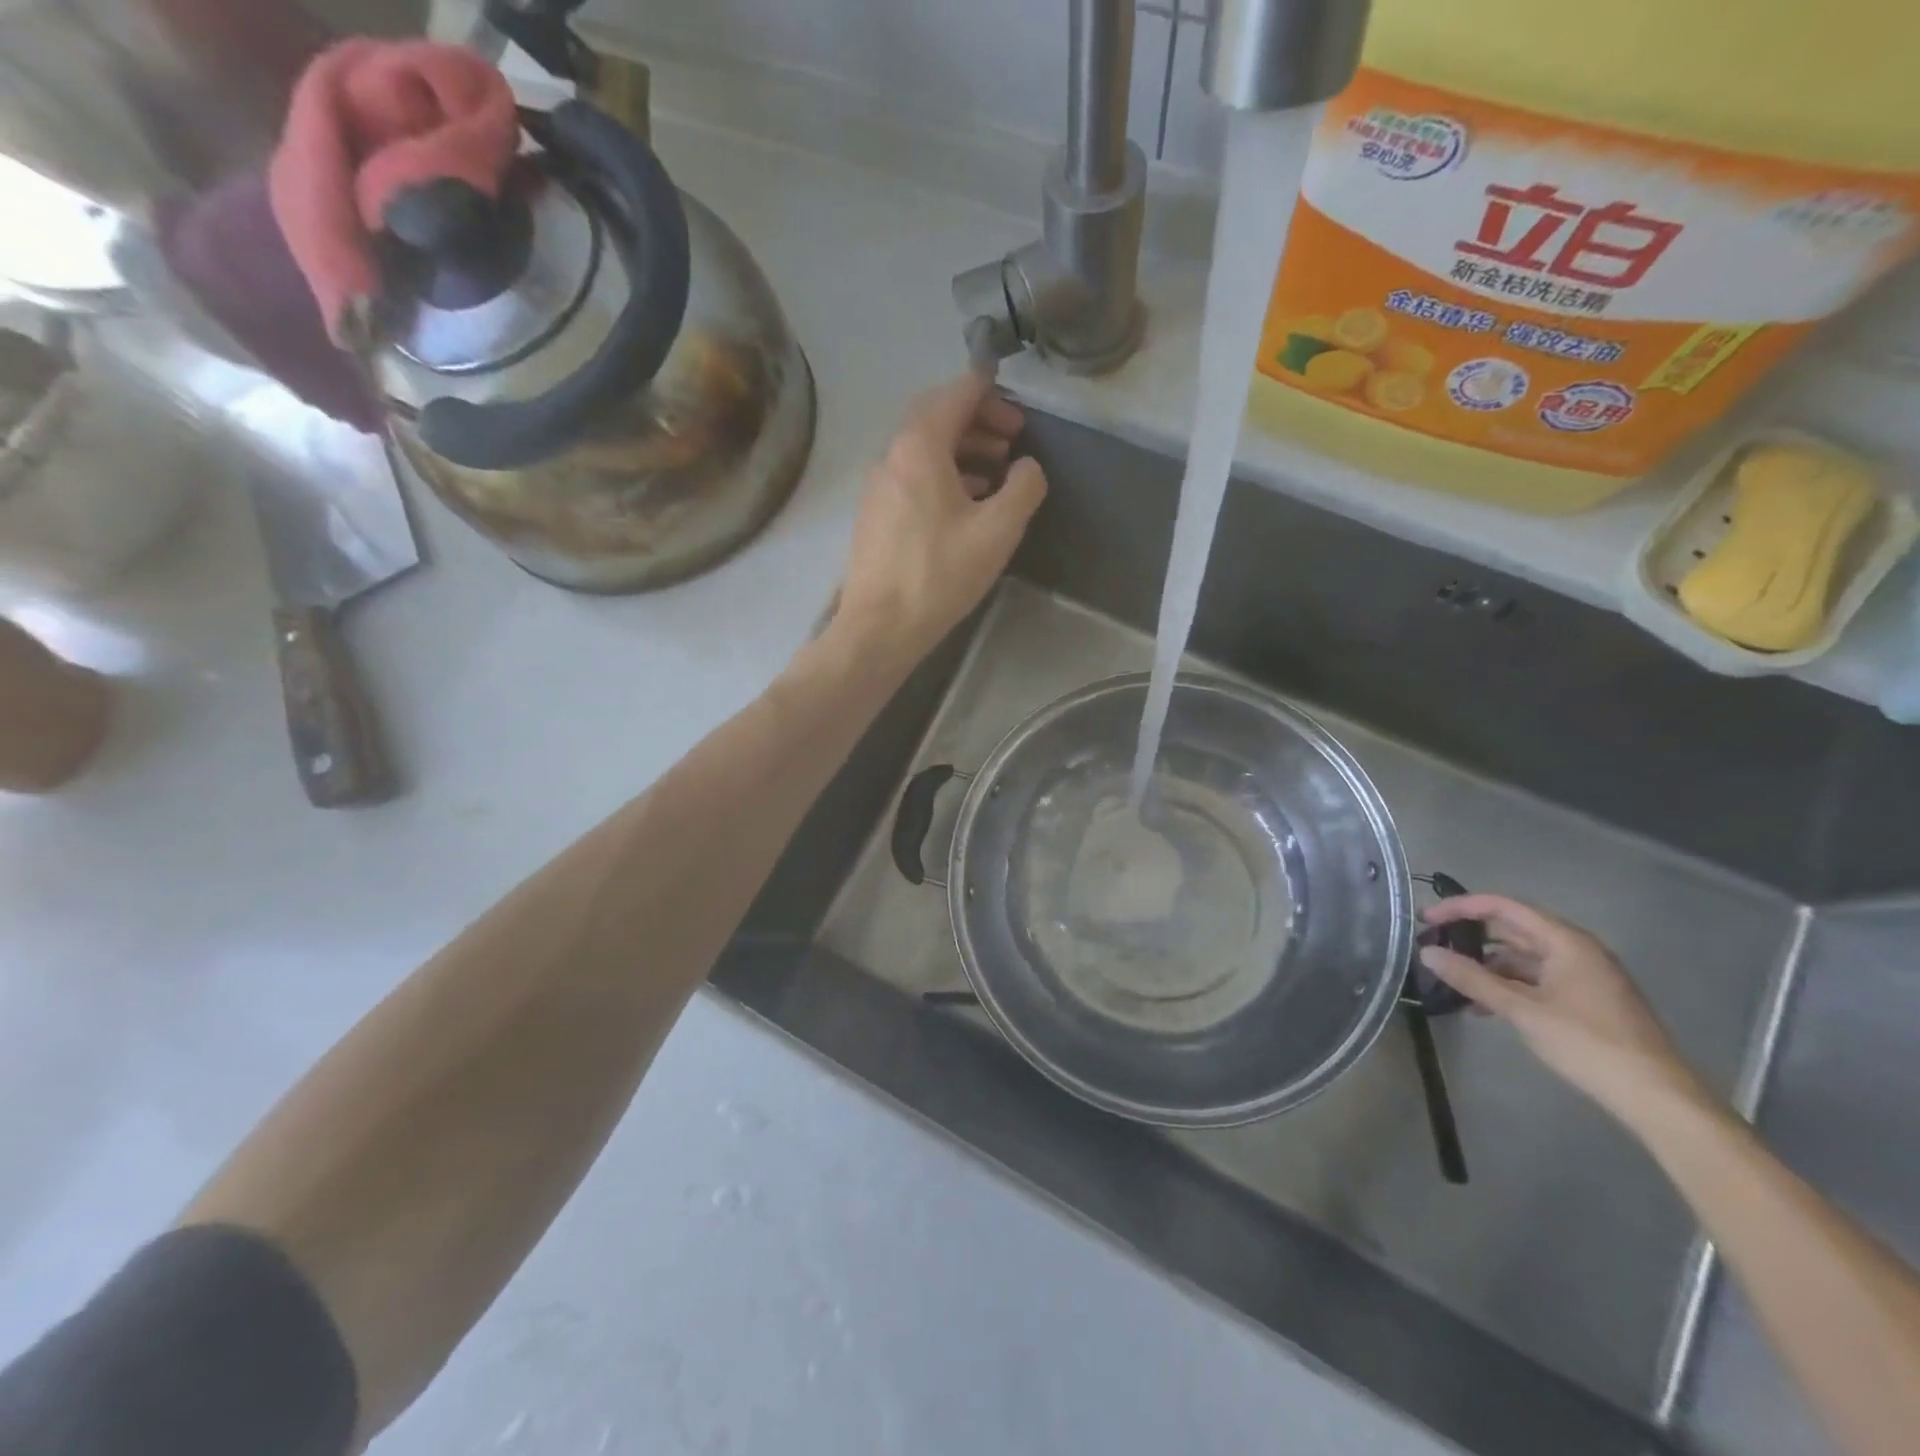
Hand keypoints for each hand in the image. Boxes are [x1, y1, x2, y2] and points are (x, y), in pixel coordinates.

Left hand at [832, 372, 1046, 665]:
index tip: (1019, 410)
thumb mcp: (998, 530)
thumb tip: (1027, 467)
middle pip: (937, 417)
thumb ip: (1023, 487)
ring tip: (997, 474)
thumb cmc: (941, 574)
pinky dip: (942, 474)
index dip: (991, 393)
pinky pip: (912, 476)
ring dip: (962, 450)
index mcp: (919, 446)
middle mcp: (891, 455)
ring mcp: (877, 485)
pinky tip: (965, 504)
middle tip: (1013, 441)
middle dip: (978, 421)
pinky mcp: (875, 513)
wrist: (881, 625)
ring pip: (923, 449)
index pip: (957, 394)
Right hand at [1420, 895, 1710, 1129]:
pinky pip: (1537, 978)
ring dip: (1488, 966)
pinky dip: (1508, 985)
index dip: (1460, 908)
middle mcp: (1577, 949)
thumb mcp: (1522, 1010)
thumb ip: (1472, 979)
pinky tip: (1486, 1006)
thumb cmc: (1588, 1044)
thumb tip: (1427, 952)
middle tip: (1434, 947)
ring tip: (1455, 983)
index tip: (1426, 920)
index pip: (1503, 907)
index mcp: (1566, 941)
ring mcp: (1584, 975)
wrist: (1656, 1097)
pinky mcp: (1587, 999)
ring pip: (1524, 957)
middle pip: (1513, 929)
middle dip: (1471, 937)